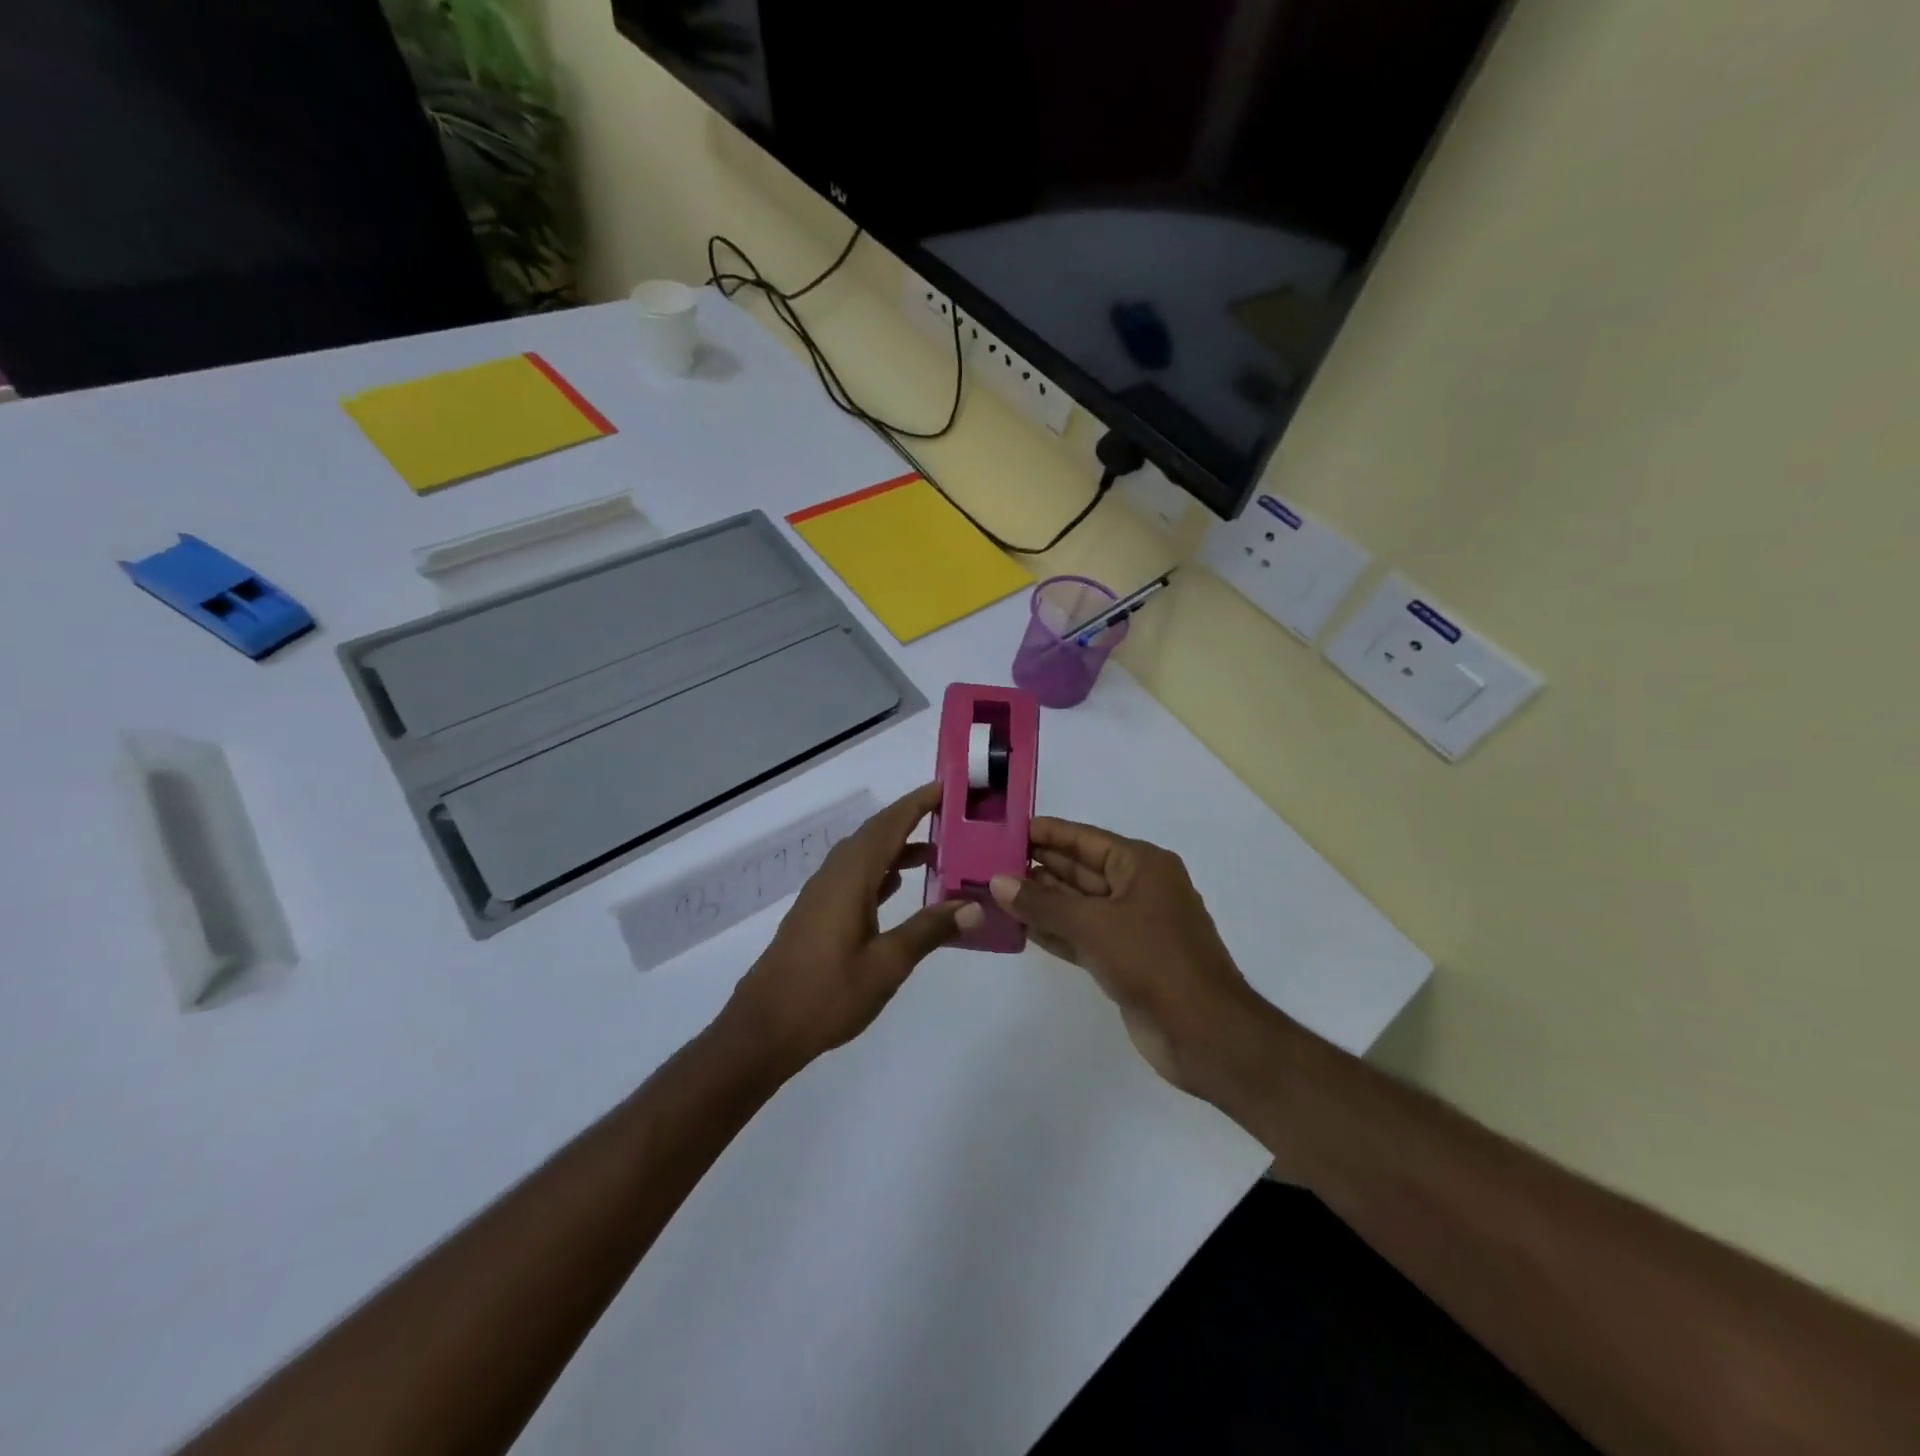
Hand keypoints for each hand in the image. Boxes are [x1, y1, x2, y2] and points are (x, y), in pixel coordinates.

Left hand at [722, 783, 981, 1074]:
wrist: (764, 1030)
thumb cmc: (827, 995)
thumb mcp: (887, 965)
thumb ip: (929, 930)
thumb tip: (973, 905)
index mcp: (850, 879)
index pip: (888, 827)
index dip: (916, 804)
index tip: (944, 787)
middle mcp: (834, 877)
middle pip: (874, 835)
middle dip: (909, 820)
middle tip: (949, 816)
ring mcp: (821, 895)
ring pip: (863, 856)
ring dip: (896, 848)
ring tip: (935, 852)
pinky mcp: (816, 914)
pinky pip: (853, 876)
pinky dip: (880, 871)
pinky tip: (896, 885)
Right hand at [989, 818, 1266, 1092]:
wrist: (1204, 1033)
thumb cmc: (1153, 961)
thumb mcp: (1093, 925)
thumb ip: (1042, 904)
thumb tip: (997, 882)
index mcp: (1142, 865)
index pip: (1085, 839)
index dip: (1047, 833)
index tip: (1007, 829)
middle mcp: (1137, 889)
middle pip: (1079, 870)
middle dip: (1037, 867)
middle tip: (988, 863)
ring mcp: (1131, 926)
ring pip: (1077, 905)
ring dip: (1040, 901)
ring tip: (993, 893)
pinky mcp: (1123, 960)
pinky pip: (1081, 936)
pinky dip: (1053, 931)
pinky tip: (1017, 928)